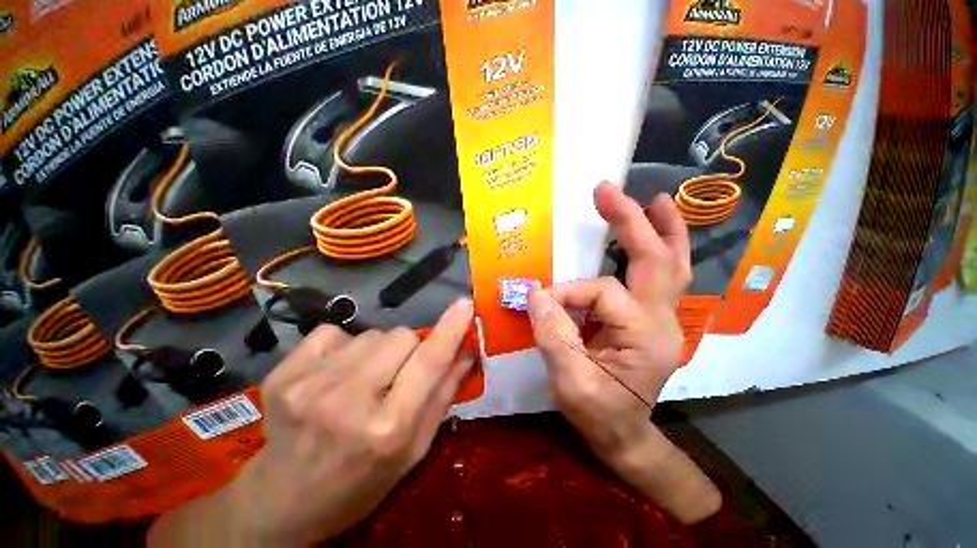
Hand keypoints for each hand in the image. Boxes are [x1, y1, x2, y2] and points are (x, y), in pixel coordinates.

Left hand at [148, 298, 475, 546]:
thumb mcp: (414, 449)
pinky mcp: (283, 374)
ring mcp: (310, 385)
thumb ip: (443, 395)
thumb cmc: (361, 480)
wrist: (283, 501)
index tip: (465, 304)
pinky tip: (333, 373)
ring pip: (371, 333)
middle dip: (409, 348)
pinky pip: (333, 332)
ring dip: (377, 350)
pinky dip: (342, 346)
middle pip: (401, 336)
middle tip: (398, 373)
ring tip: (362, 379)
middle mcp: (349, 401)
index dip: (451, 328)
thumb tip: (468, 351)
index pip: (430, 361)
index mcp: (389, 428)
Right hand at [528, 182, 719, 523]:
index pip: (602, 293)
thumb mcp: (570, 383)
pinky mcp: (653, 318)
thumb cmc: (598, 414)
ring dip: (664, 229)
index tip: (540, 302)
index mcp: (644, 336)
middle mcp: (662, 320)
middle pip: (657, 260)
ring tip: (655, 200)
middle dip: (634, 222)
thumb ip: (554, 336)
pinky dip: (661, 248)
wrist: (623, 434)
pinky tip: (653, 232)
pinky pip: (663, 276)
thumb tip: (537, 294)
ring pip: (673, 264)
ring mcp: (663, 317)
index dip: (568, 292)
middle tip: (610, 192)